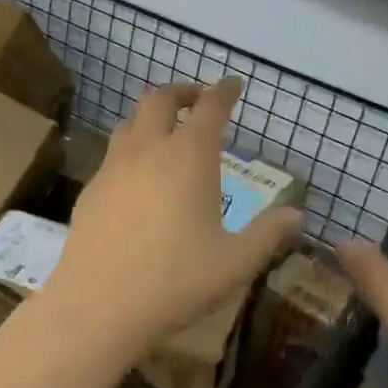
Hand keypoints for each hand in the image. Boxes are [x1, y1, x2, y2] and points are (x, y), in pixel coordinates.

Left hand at [45, 79, 303, 358]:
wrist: (98, 304)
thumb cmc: (175, 281)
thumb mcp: (235, 262)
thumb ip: (268, 234)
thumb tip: (296, 216)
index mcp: (188, 157)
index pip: (209, 108)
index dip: (223, 91)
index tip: (232, 84)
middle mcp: (148, 150)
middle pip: (160, 99)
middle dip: (182, 92)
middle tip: (197, 101)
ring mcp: (113, 167)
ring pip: (130, 122)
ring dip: (151, 117)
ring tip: (166, 134)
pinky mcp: (91, 189)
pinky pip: (112, 154)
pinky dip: (131, 149)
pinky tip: (137, 178)